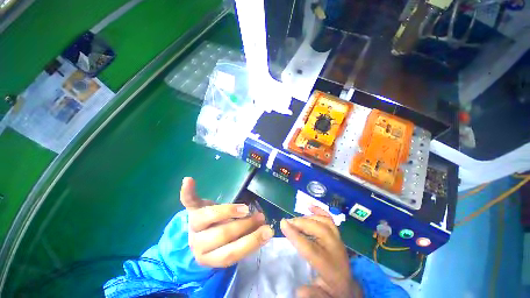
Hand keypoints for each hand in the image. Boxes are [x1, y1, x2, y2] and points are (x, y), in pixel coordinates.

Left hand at [180, 177, 273, 267]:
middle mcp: (198, 243)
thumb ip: (245, 239)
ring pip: (208, 216)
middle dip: (245, 225)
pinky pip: (188, 200)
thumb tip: (266, 230)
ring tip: (246, 208)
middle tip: (261, 217)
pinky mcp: (191, 209)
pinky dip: (188, 191)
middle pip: (221, 234)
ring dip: (229, 210)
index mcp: (209, 257)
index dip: (250, 242)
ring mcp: (193, 224)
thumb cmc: (220, 242)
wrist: (199, 236)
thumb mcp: (231, 247)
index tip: (268, 231)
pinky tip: (189, 180)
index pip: (230, 253)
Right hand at [281, 206, 362, 297]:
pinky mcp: (338, 235)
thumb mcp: (323, 297)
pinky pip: (329, 220)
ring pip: (325, 223)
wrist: (348, 287)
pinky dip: (319, 211)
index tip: (282, 224)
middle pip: (320, 231)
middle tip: (287, 222)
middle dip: (302, 223)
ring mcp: (339, 241)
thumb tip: (299, 290)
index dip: (296, 236)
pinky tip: (309, 206)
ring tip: (295, 220)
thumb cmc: (332, 291)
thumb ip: (314, 295)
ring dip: (308, 218)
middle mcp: (337, 251)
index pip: (311, 249)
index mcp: (331, 268)